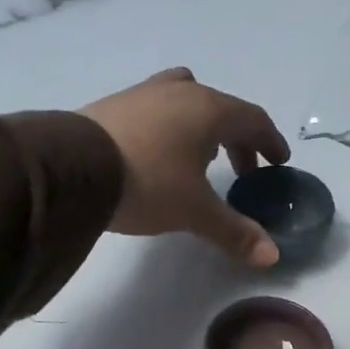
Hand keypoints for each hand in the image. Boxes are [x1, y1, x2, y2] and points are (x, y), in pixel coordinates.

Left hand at [82, 68, 291, 265]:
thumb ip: (234, 231)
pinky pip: (157, 108)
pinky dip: (171, 126)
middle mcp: (181, 92)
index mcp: (209, 110)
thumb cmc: (147, 183)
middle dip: (239, 139)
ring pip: (187, 100)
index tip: (277, 162)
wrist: (71, 167)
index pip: (253, 119)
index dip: (270, 141)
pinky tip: (159, 153)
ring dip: (203, 127)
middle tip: (243, 171)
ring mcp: (144, 93)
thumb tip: (272, 256)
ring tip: (200, 157)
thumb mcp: (194, 211)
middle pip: (222, 109)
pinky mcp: (115, 103)